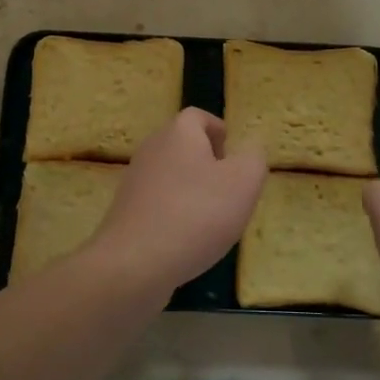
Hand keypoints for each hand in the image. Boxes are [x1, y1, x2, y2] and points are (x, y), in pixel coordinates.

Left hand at [90, 109, 266, 300]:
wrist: (136, 262)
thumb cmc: (196, 213)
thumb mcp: (243, 183)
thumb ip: (253, 159)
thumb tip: (249, 151)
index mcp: (179, 133)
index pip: (198, 117)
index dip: (218, 130)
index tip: (233, 155)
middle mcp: (152, 148)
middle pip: (183, 145)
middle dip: (207, 162)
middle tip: (229, 188)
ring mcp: (135, 180)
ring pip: (171, 174)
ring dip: (192, 189)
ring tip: (212, 218)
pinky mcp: (126, 210)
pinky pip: (158, 202)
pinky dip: (175, 212)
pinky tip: (188, 239)